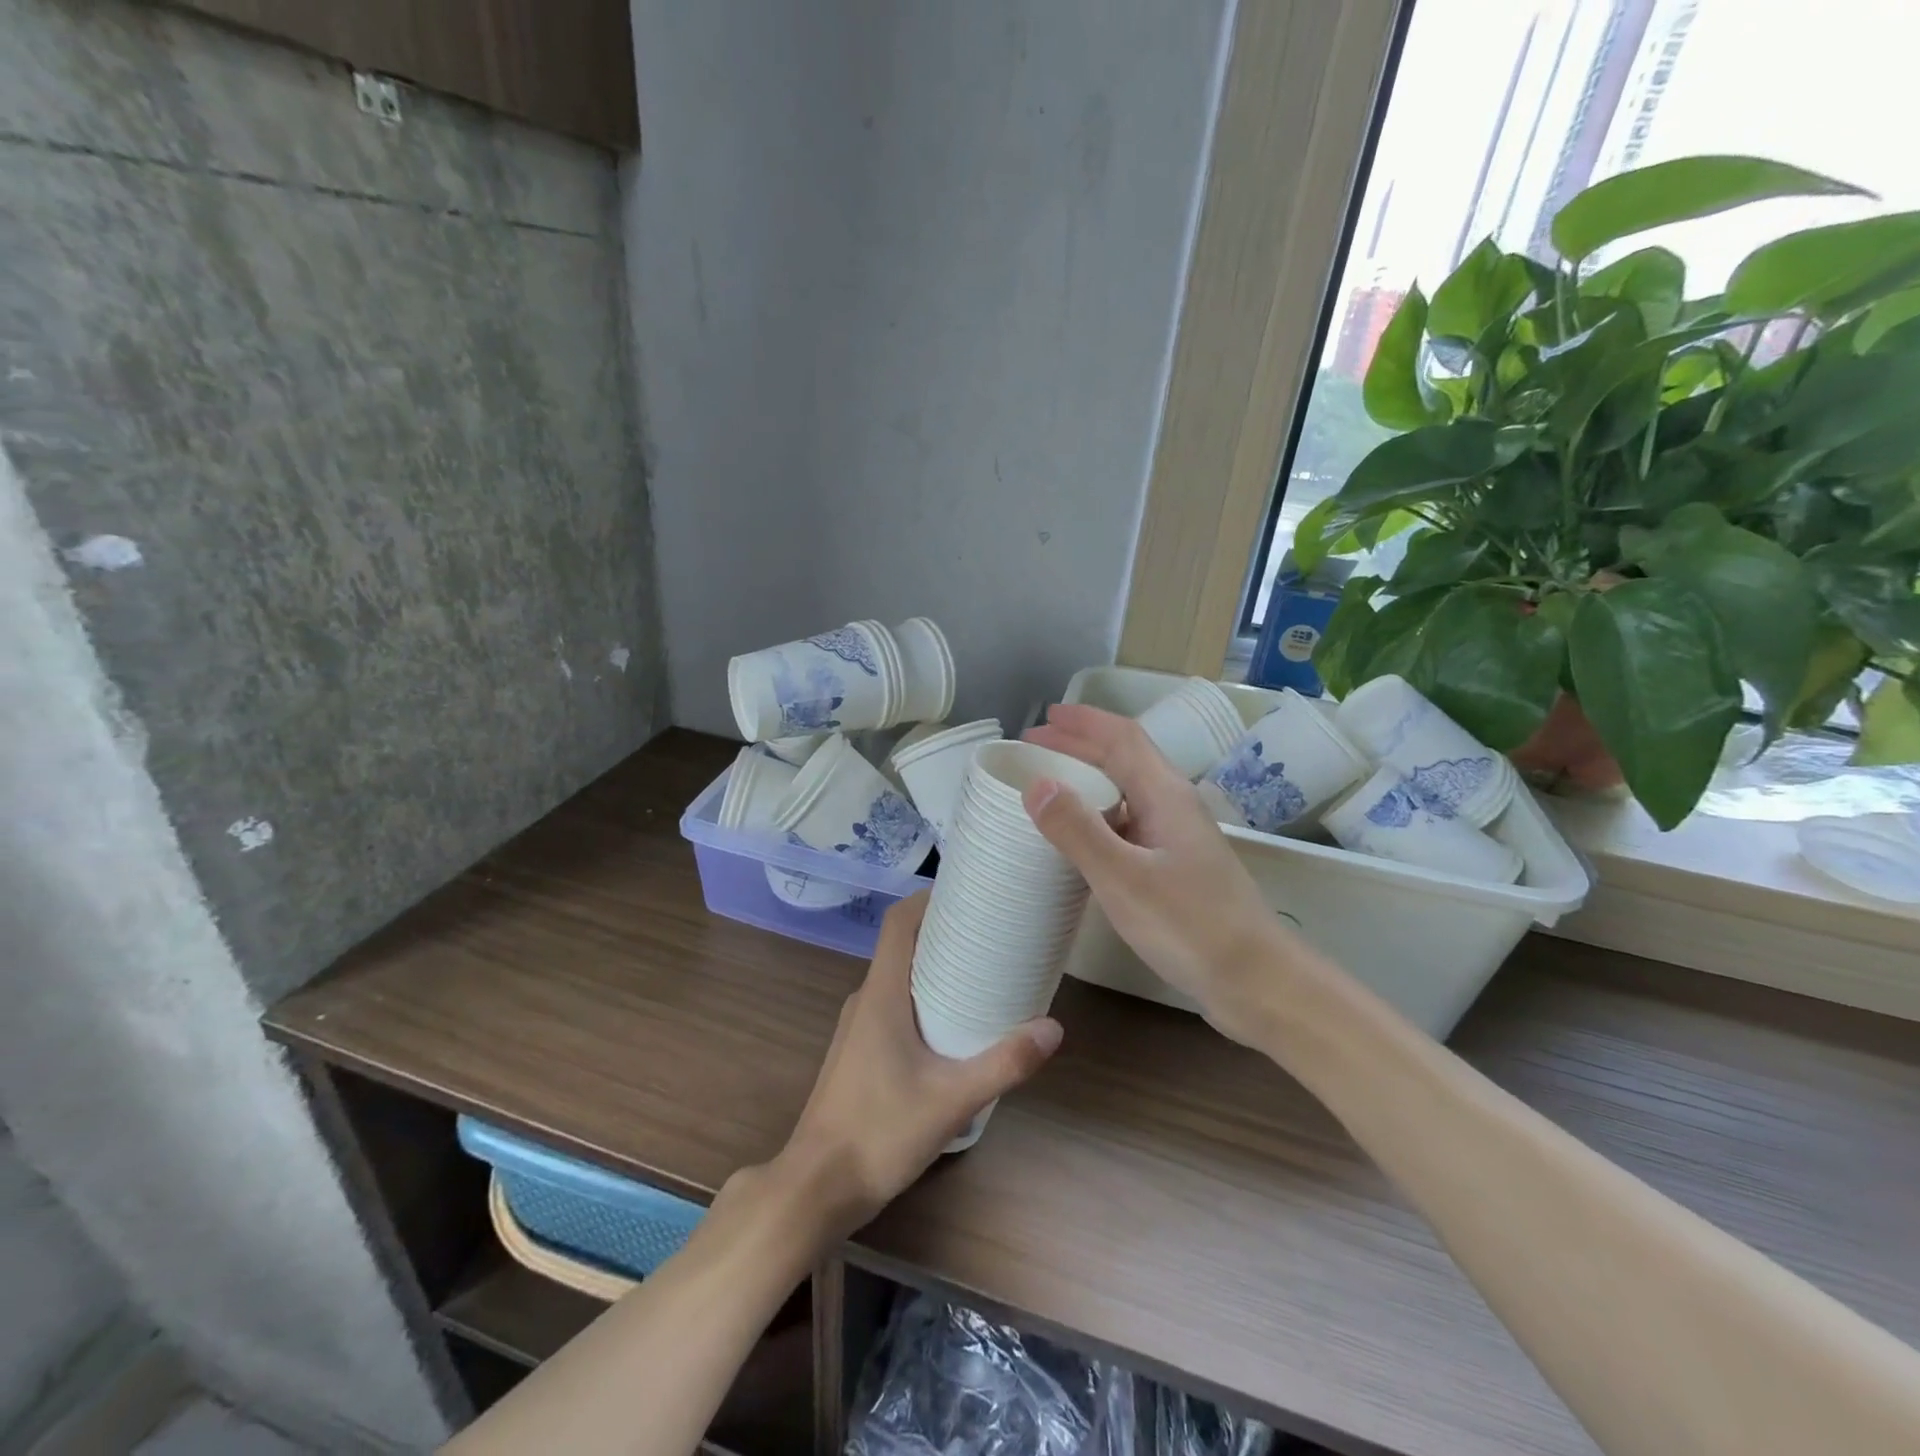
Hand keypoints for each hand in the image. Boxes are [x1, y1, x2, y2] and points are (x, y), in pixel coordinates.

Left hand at [772, 892, 1061, 1240]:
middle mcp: (865, 1000)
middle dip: (943, 932)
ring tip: (980, 972)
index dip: (928, 899)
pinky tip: (952, 1025)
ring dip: (933, 967)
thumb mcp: (951, 1100)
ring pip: (898, 979)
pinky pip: (893, 1006)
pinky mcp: (860, 1053)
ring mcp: (858, 1028)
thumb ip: (1004, 1063)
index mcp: (880, 994)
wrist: (816, 1188)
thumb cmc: (879, 1132)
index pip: (898, 923)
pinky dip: (923, 998)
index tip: (967, 891)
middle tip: (990, 931)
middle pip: (902, 946)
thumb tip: (1053, 1028)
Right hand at [1021, 703, 1292, 1044]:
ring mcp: (1178, 838)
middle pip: (1125, 759)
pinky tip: (1081, 839)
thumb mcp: (1123, 878)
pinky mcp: (1176, 867)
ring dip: (1089, 780)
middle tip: (1034, 747)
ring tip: (1049, 787)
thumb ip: (1078, 830)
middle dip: (1079, 746)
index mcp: (1165, 795)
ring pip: (1127, 792)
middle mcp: (1173, 806)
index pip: (1122, 738)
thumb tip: (1036, 784)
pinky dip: (1098, 816)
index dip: (1082, 723)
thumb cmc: (1190, 925)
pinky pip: (1130, 824)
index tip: (1043, 718)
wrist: (1256, 980)